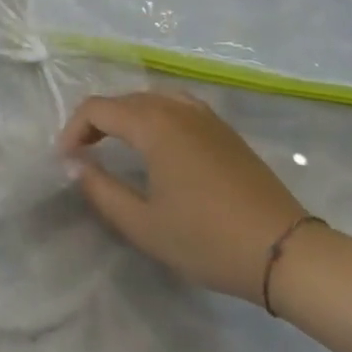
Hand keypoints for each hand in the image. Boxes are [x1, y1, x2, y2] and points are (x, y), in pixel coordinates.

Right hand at [59, 92, 308, 305]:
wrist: (286, 252)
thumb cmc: (208, 239)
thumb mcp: (144, 225)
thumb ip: (101, 190)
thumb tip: (75, 165)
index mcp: (154, 124)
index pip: (98, 109)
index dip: (73, 130)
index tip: (65, 161)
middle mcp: (177, 108)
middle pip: (123, 100)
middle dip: (96, 123)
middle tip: (83, 156)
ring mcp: (205, 115)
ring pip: (151, 99)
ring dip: (126, 118)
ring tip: (116, 147)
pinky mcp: (224, 130)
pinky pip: (176, 106)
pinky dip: (154, 117)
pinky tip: (158, 146)